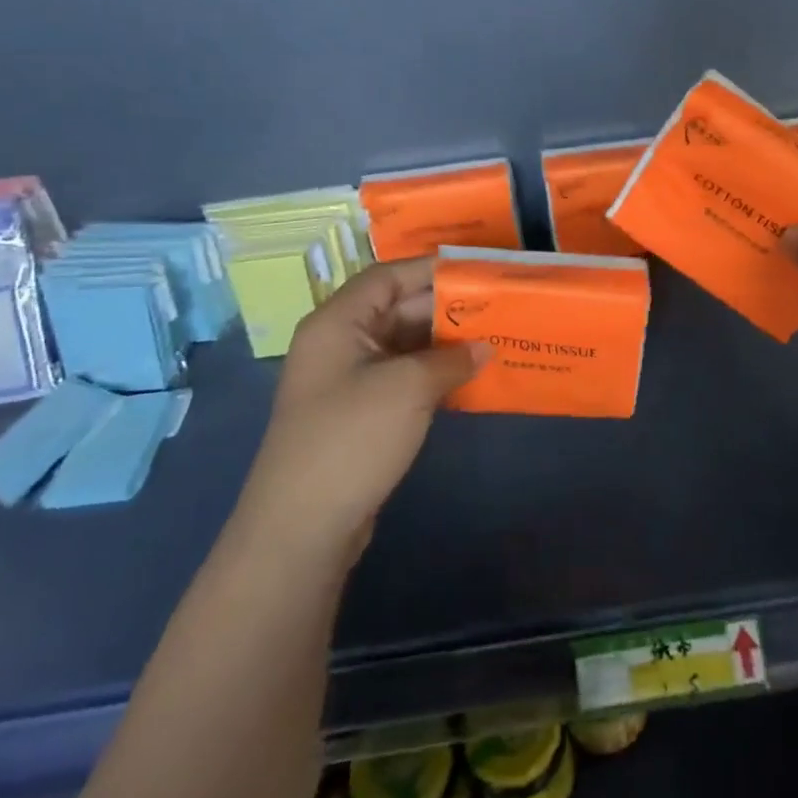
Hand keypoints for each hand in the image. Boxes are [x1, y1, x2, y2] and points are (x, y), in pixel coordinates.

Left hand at [239, 258, 486, 563]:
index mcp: (338, 322)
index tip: (478, 272)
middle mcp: (339, 343)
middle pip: (397, 309)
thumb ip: (451, 359)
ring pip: (403, 345)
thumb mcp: (408, 388)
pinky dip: (433, 374)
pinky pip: (401, 377)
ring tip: (491, 339)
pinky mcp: (359, 413)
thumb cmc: (352, 438)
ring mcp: (347, 380)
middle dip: (446, 309)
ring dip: (443, 344)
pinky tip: (469, 378)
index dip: (432, 270)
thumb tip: (483, 348)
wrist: (302, 527)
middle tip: (495, 309)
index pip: (389, 276)